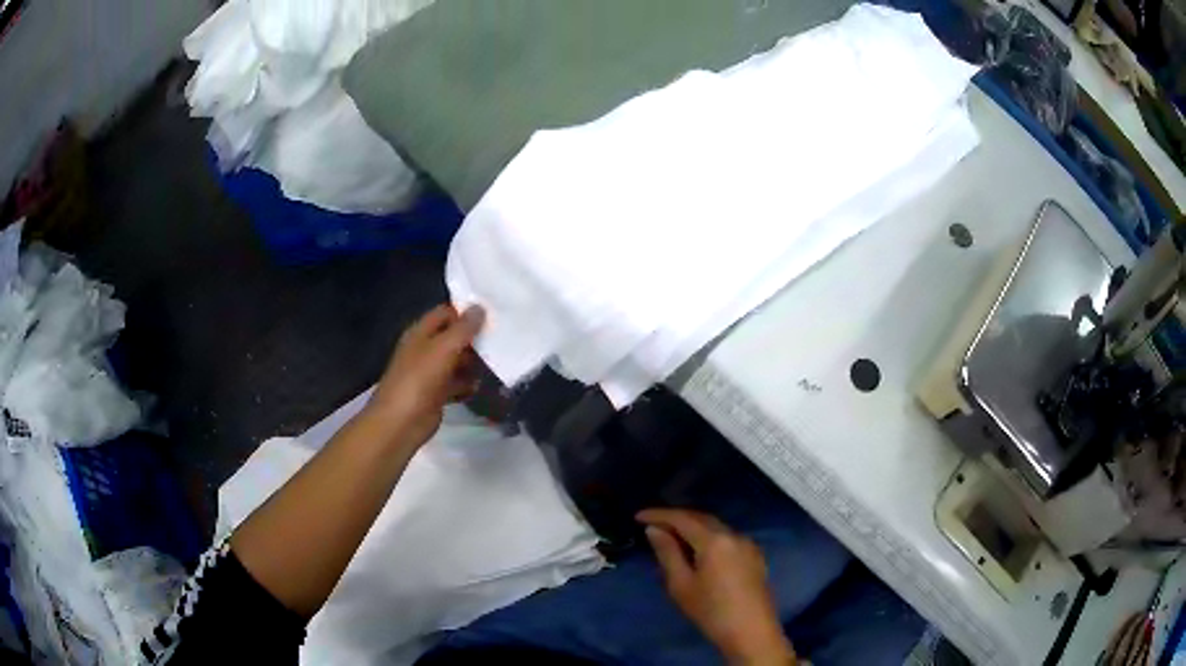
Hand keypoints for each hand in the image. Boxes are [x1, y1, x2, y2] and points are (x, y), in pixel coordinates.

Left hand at [365, 304, 484, 447]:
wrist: (401, 422)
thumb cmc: (420, 379)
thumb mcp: (444, 348)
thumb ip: (463, 328)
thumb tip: (480, 307)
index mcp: (421, 332)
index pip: (445, 313)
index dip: (465, 313)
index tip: (492, 316)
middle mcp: (424, 349)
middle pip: (452, 337)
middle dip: (474, 339)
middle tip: (501, 340)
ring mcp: (430, 373)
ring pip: (456, 361)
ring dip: (473, 363)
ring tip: (497, 362)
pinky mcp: (436, 394)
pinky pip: (456, 383)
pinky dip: (468, 384)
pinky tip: (482, 386)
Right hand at [638, 509, 796, 665]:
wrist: (752, 633)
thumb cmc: (711, 612)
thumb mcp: (681, 585)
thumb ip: (668, 553)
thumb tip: (654, 529)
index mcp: (715, 540)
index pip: (682, 518)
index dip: (659, 514)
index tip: (637, 516)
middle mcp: (734, 535)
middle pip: (701, 518)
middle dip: (676, 518)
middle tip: (652, 524)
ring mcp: (748, 544)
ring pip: (715, 526)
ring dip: (693, 527)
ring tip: (671, 536)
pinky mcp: (754, 556)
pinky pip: (727, 537)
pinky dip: (708, 537)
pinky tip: (697, 550)